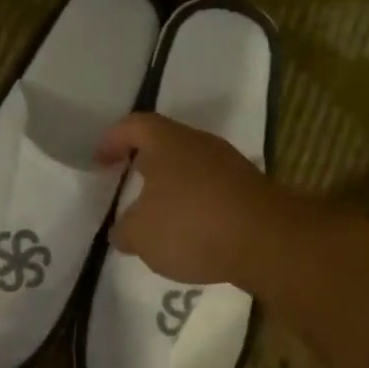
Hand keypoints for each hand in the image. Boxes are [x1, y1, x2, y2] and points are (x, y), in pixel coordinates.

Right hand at [96, 112, 298, 288]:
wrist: (268, 241)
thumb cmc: (192, 225)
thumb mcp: (141, 235)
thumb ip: (125, 229)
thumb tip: (123, 230)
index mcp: (167, 142)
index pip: (133, 126)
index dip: (112, 140)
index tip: (100, 162)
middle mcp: (199, 144)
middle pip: (165, 144)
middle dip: (144, 164)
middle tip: (127, 185)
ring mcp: (229, 165)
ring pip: (191, 168)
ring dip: (172, 187)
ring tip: (158, 216)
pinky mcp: (250, 190)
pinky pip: (212, 190)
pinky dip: (197, 206)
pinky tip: (192, 233)